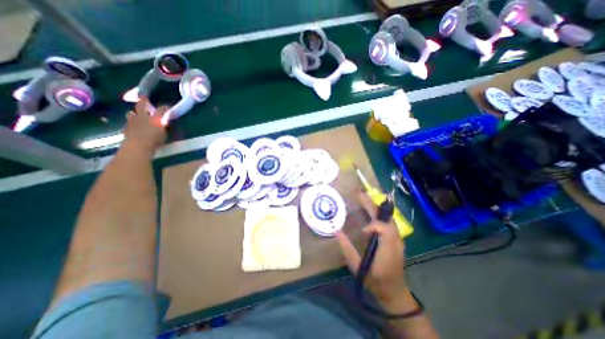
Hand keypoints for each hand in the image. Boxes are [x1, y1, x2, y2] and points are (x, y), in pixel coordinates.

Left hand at [121, 98, 165, 153]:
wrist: (138, 146)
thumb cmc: (155, 140)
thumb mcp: (164, 134)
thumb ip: (163, 127)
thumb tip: (164, 122)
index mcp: (154, 118)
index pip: (161, 110)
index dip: (163, 108)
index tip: (166, 106)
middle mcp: (143, 117)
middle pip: (141, 105)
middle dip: (143, 101)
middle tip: (143, 96)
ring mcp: (132, 121)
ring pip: (131, 113)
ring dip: (134, 113)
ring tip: (135, 114)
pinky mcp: (126, 128)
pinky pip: (128, 123)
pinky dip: (131, 123)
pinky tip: (132, 126)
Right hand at [333, 192, 408, 305]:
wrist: (394, 293)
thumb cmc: (375, 281)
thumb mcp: (358, 267)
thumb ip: (347, 249)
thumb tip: (336, 232)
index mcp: (388, 248)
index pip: (384, 228)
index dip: (373, 226)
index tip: (363, 232)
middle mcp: (395, 240)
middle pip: (385, 218)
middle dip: (372, 205)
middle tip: (360, 193)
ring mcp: (396, 239)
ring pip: (386, 218)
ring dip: (374, 207)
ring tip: (363, 198)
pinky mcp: (394, 240)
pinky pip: (386, 223)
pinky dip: (377, 214)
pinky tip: (369, 211)